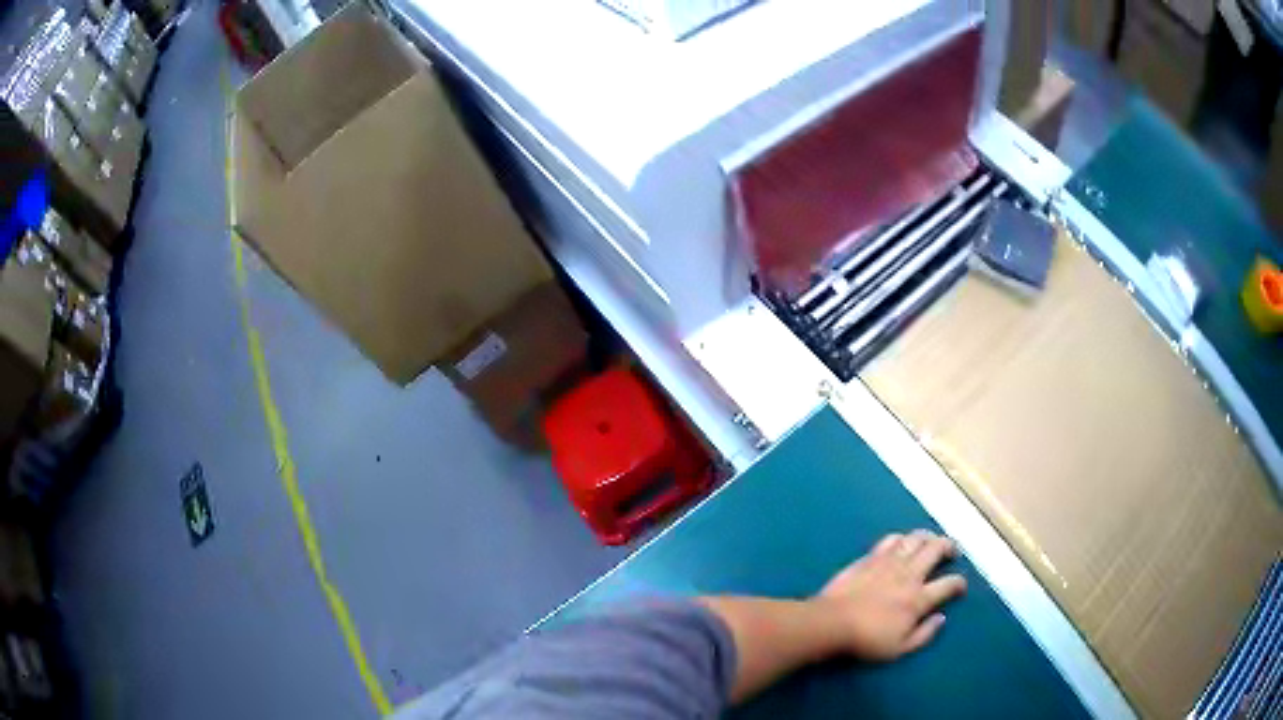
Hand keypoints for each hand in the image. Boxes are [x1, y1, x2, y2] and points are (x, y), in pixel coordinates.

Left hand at [813, 530, 966, 660]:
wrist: (831, 622)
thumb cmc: (866, 640)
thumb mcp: (899, 649)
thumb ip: (924, 634)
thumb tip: (941, 618)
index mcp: (918, 599)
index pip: (948, 584)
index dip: (959, 583)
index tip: (960, 587)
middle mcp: (909, 575)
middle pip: (936, 549)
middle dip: (949, 547)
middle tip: (952, 551)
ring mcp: (889, 562)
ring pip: (916, 538)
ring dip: (928, 537)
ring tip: (932, 541)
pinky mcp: (870, 557)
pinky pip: (891, 539)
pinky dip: (902, 538)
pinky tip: (903, 542)